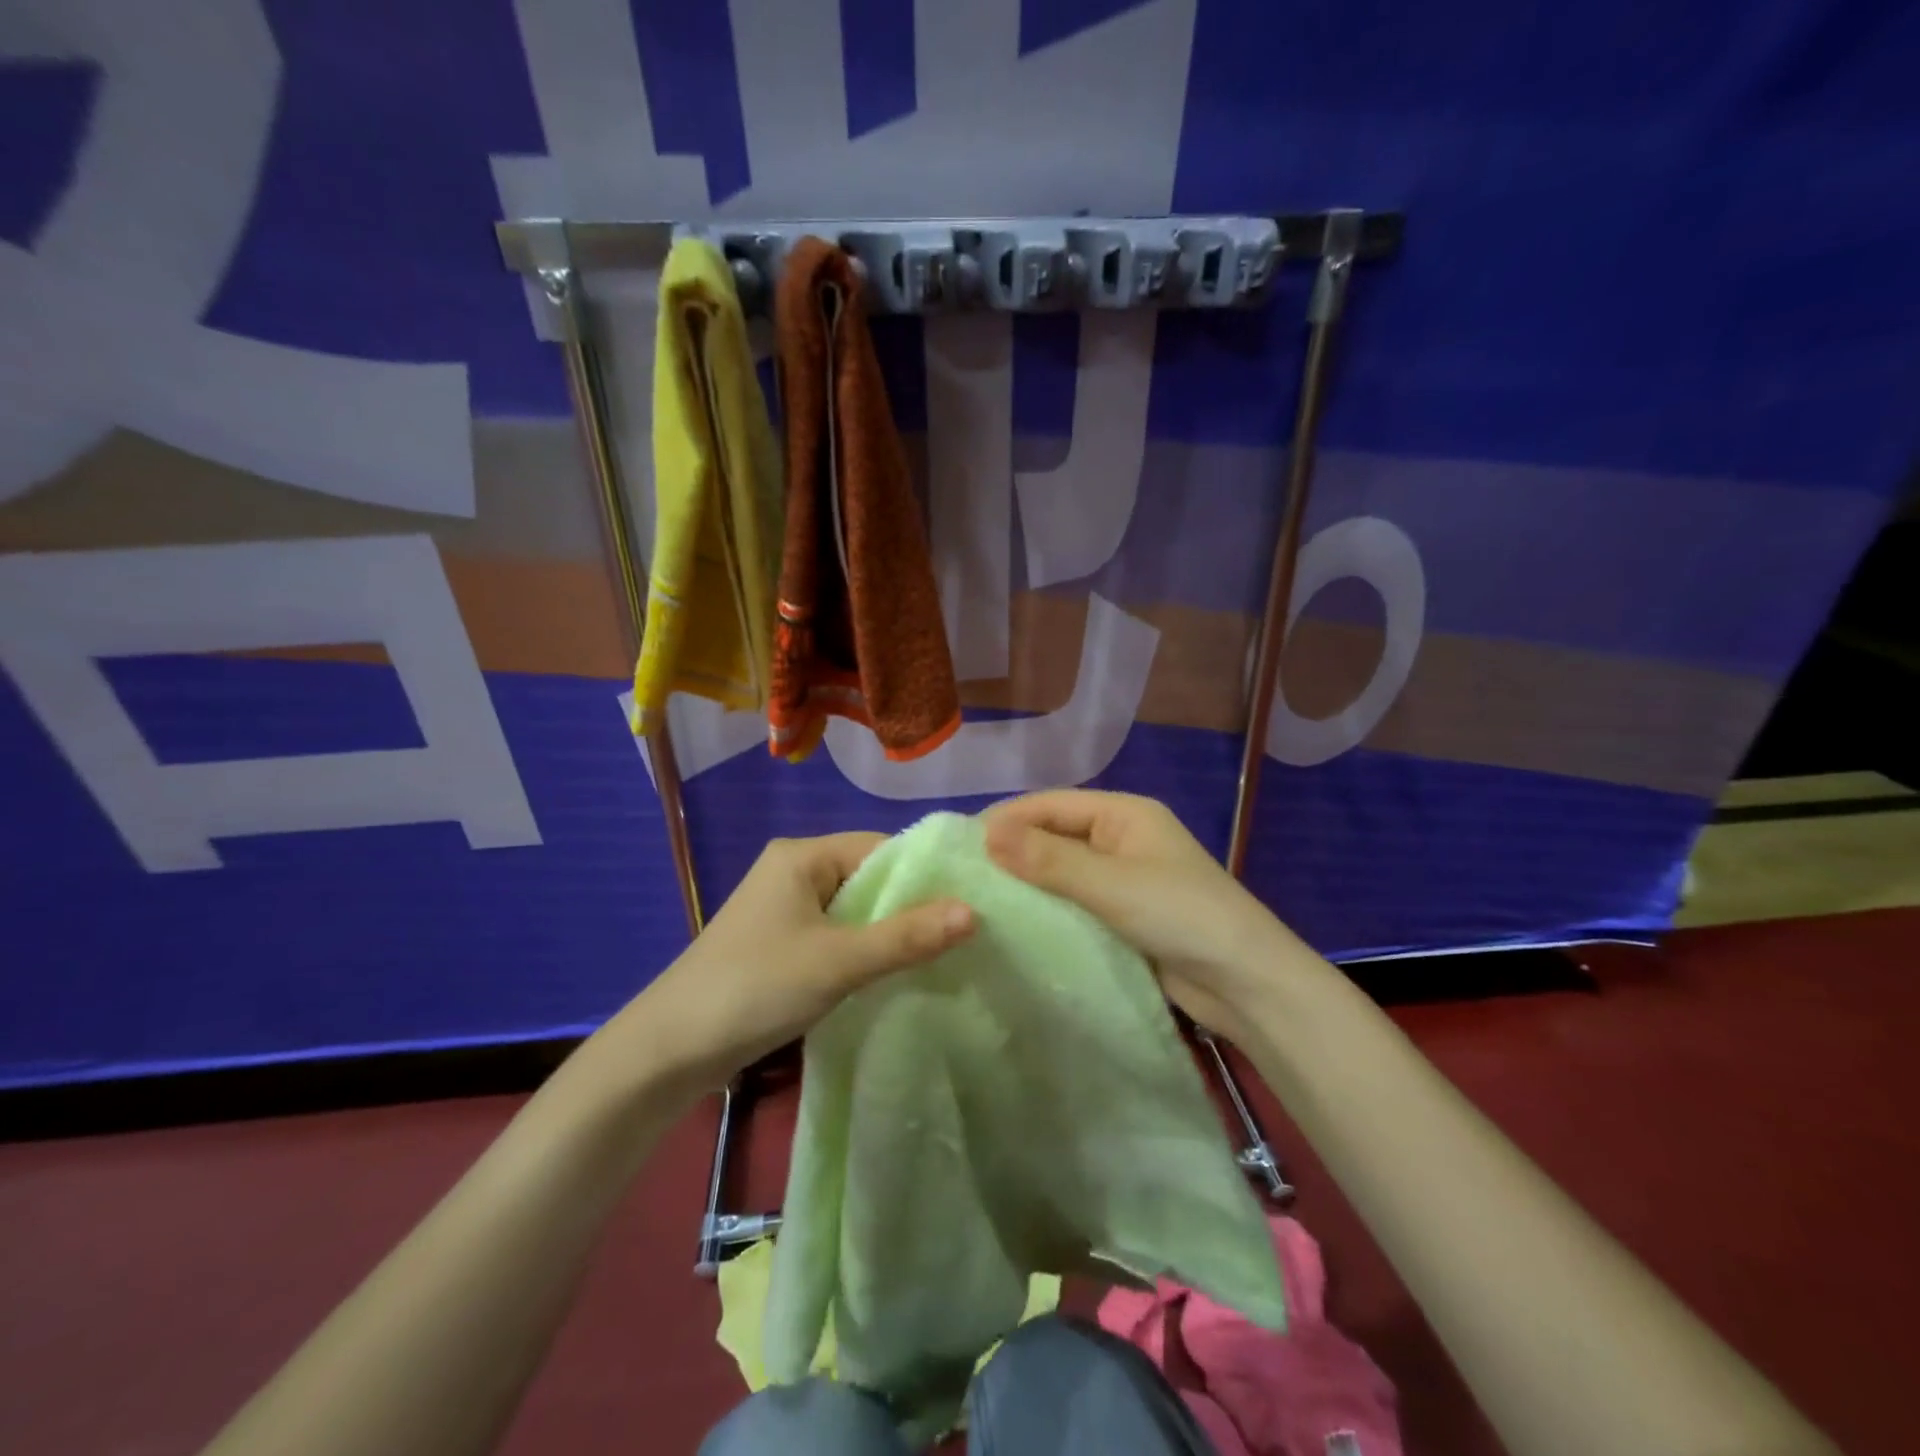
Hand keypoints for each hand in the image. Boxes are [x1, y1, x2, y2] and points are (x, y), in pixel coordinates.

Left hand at [626, 832, 974, 1093]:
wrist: (669, 1051)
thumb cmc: (755, 988)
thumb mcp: (838, 962)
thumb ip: (906, 936)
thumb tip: (973, 911)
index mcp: (801, 855)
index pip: (880, 848)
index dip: (923, 875)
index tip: (967, 905)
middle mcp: (792, 871)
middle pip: (867, 878)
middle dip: (908, 907)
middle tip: (959, 937)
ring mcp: (783, 908)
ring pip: (852, 910)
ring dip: (886, 932)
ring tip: (935, 957)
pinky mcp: (778, 943)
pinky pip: (834, 934)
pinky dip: (861, 950)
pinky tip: (889, 974)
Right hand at [982, 790, 1307, 1040]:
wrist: (1247, 984)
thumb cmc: (1180, 915)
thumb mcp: (1110, 883)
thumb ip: (1047, 859)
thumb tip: (985, 834)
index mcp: (1123, 814)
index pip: (1050, 805)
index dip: (1005, 820)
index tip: (959, 846)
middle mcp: (1121, 839)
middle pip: (1055, 836)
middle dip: (1013, 853)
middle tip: (963, 878)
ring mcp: (1124, 879)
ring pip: (1063, 873)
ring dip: (1028, 885)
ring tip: (979, 903)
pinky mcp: (1124, 917)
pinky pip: (1076, 904)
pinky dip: (1049, 911)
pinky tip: (1015, 927)